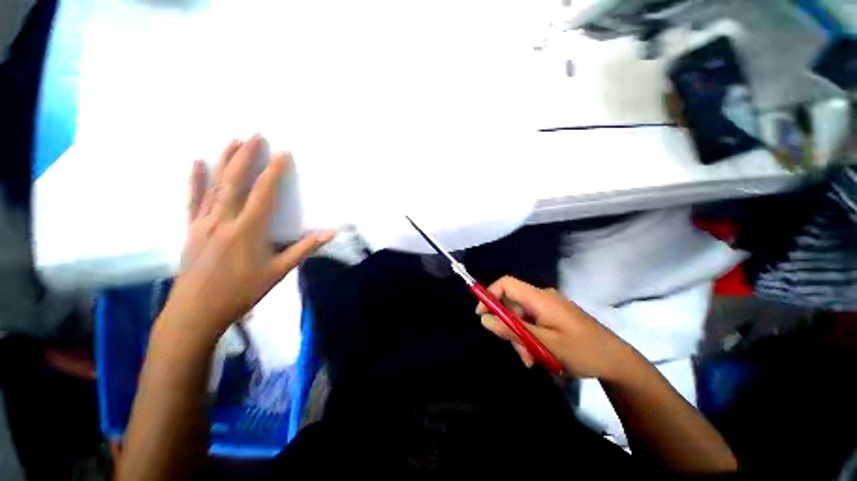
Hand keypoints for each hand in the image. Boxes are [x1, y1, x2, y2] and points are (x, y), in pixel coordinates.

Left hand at [157, 135, 332, 343]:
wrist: (197, 311)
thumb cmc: (242, 291)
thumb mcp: (279, 271)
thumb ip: (305, 248)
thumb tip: (330, 233)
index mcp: (249, 229)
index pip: (264, 193)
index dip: (274, 171)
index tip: (283, 154)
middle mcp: (225, 219)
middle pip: (236, 181)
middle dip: (247, 155)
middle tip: (256, 135)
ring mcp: (204, 221)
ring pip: (215, 185)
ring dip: (224, 160)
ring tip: (233, 140)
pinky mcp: (191, 228)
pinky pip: (194, 199)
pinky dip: (195, 179)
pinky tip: (197, 162)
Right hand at [477, 276, 628, 378]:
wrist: (618, 361)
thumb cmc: (582, 351)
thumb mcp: (544, 344)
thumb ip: (512, 331)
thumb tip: (484, 319)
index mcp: (540, 298)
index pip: (506, 283)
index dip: (490, 294)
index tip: (482, 314)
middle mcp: (542, 297)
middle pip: (512, 303)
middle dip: (509, 326)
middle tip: (517, 351)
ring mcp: (549, 307)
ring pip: (522, 316)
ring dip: (521, 336)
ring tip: (532, 360)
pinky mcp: (554, 315)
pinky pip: (533, 321)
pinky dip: (530, 337)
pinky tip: (539, 355)